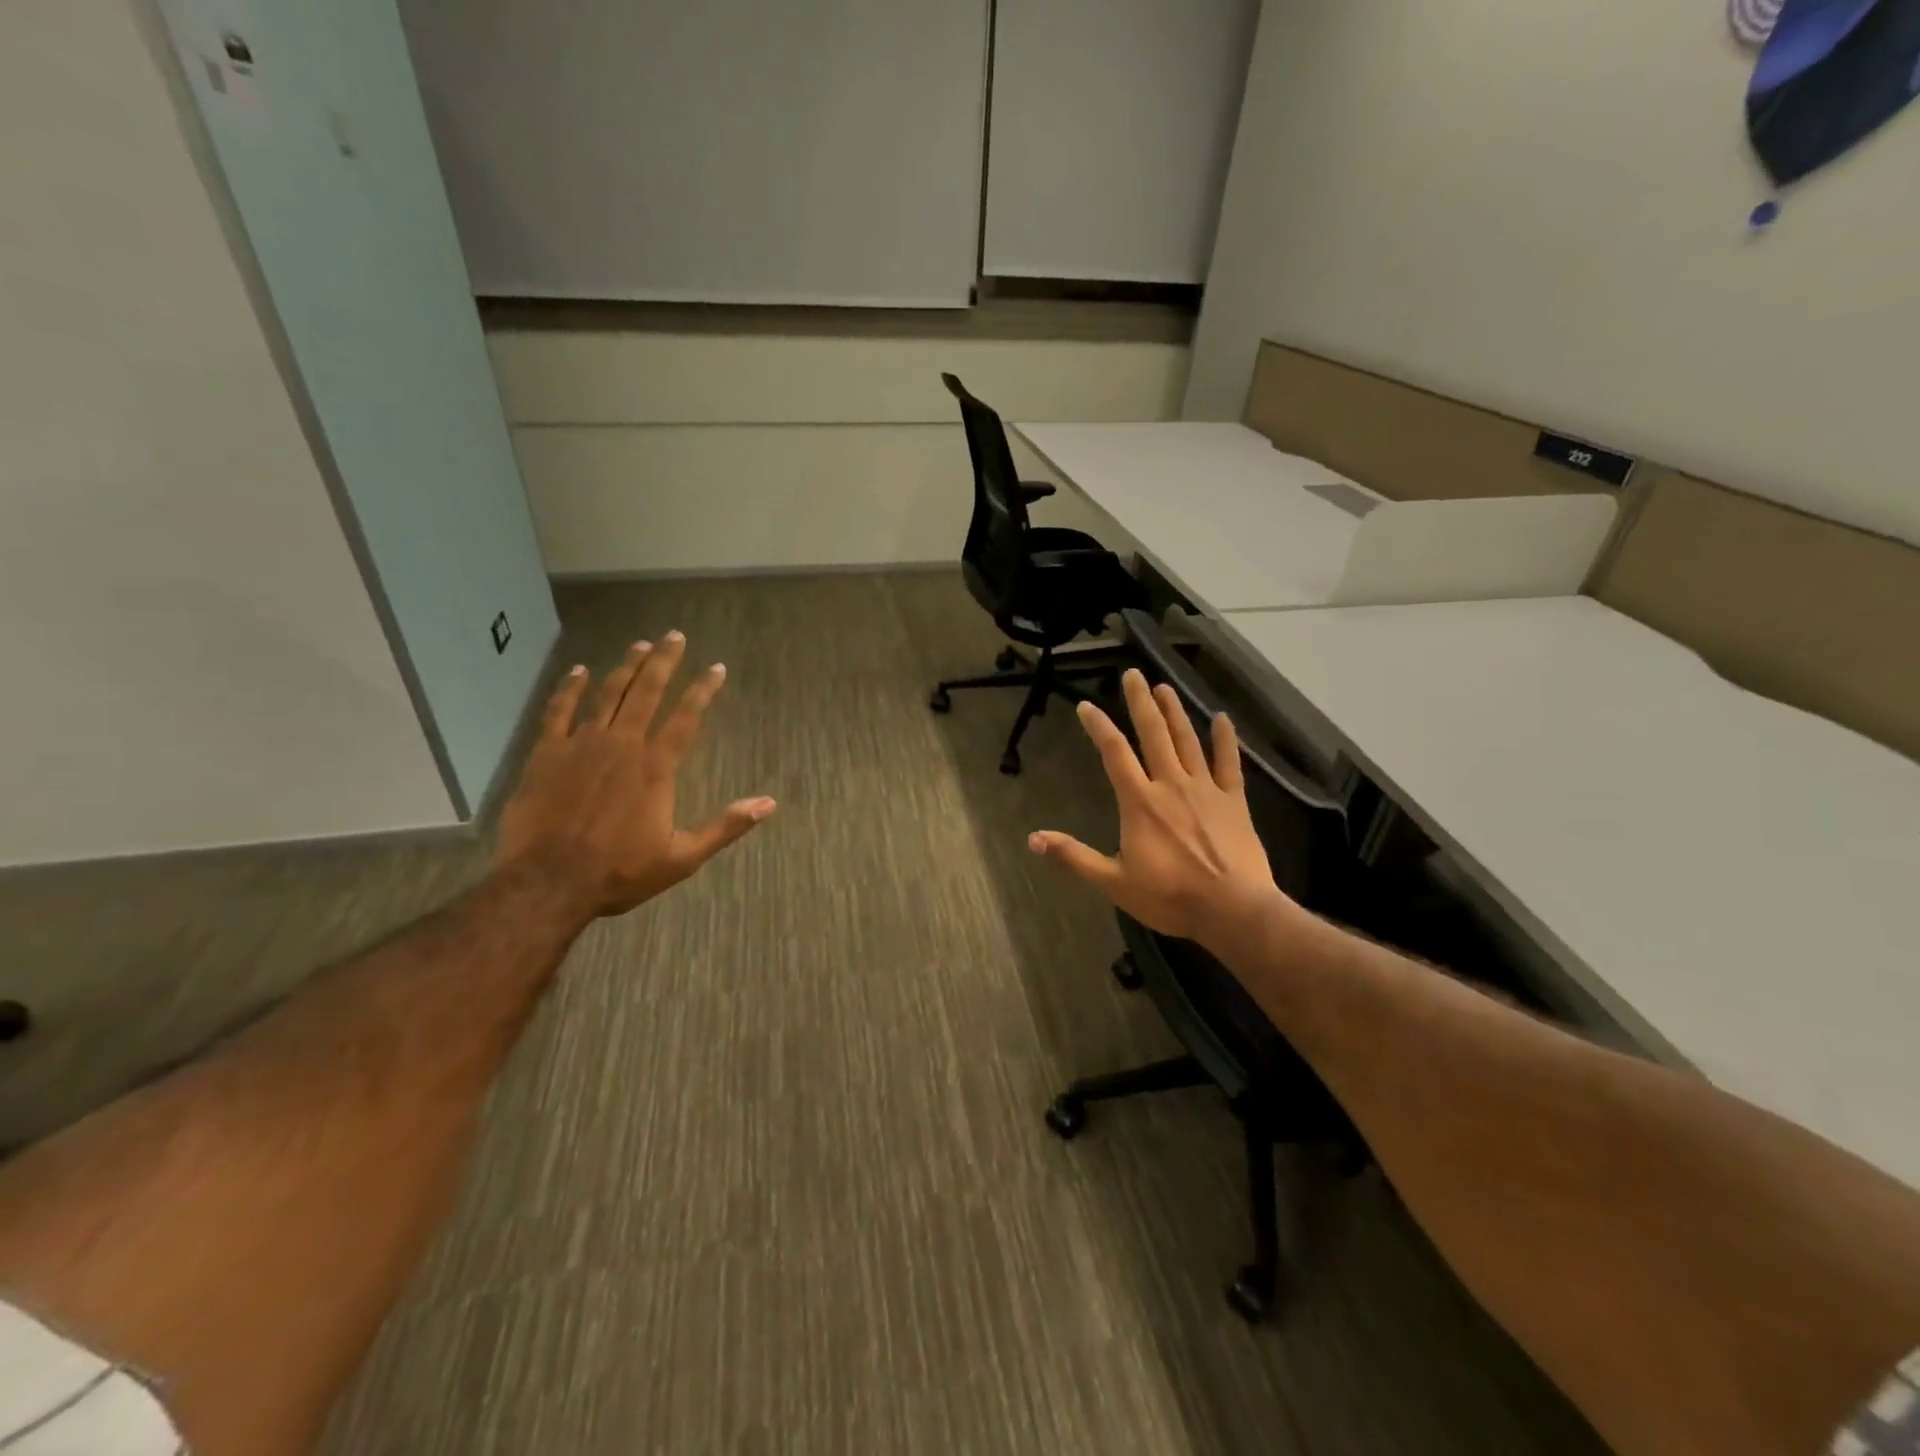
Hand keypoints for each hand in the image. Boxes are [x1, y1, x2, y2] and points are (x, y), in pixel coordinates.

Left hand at [495, 632, 775, 919]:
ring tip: (640, 644)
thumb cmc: (620, 872)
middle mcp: (622, 745)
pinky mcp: (547, 754)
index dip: (703, 690)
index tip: (716, 668)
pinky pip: (559, 712)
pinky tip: (579, 671)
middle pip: (647, 692)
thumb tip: (769, 804)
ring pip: (608, 694)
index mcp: (656, 767)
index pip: (686, 717)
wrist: (548, 883)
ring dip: (626, 667)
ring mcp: (582, 745)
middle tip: (674, 636)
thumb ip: (726, 826)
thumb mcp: (683, 857)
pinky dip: (570, 689)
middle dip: (664, 662)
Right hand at [1029, 669, 1284, 948]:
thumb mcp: (1114, 882)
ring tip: (1164, 687)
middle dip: (1140, 702)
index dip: (1099, 727)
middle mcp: (1170, 785)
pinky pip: (1229, 763)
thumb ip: (1074, 857)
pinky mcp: (1234, 801)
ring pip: (1188, 741)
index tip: (1086, 706)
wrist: (1233, 910)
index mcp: (1140, 802)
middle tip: (1133, 674)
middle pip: (1153, 734)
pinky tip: (1222, 718)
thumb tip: (1033, 839)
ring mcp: (1206, 789)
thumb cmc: (1170, 897)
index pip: (1114, 754)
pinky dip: (1225, 739)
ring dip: (1174, 712)